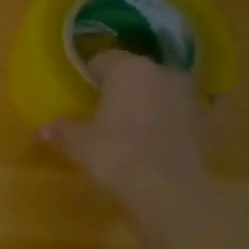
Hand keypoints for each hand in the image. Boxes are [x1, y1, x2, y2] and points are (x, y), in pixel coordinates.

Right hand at [39, 50, 207, 201]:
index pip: (104, 59)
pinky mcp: (205, 119)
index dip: (90, 74)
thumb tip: (43, 128)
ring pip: (161, 89)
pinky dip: (172, 118)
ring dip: (148, 100)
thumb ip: (62, 131)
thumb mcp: (79, 145)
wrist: (166, 189)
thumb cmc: (115, 157)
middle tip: (104, 109)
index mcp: (128, 70)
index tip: (82, 92)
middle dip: (121, 86)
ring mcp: (189, 94)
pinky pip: (182, 111)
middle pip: (136, 71)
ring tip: (132, 124)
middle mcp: (162, 72)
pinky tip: (162, 135)